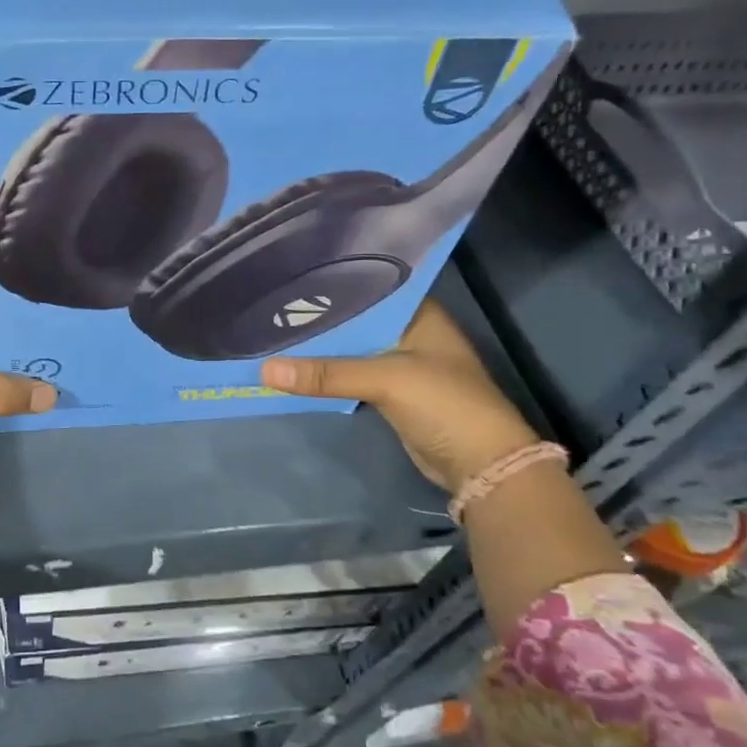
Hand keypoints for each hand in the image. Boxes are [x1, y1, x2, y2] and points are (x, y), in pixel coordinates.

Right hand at [260, 300, 541, 494]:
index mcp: (418, 314)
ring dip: (320, 350)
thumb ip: (327, 373)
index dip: (328, 287)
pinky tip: (296, 367)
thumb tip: (264, 370)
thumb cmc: (445, 404)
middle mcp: (409, 332)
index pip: (366, 289)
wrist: (482, 465)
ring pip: (350, 351)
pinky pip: (351, 376)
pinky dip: (328, 375)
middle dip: (317, 321)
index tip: (286, 281)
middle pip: (354, 322)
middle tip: (268, 308)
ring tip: (272, 333)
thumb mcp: (386, 380)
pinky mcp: (391, 394)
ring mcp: (401, 364)